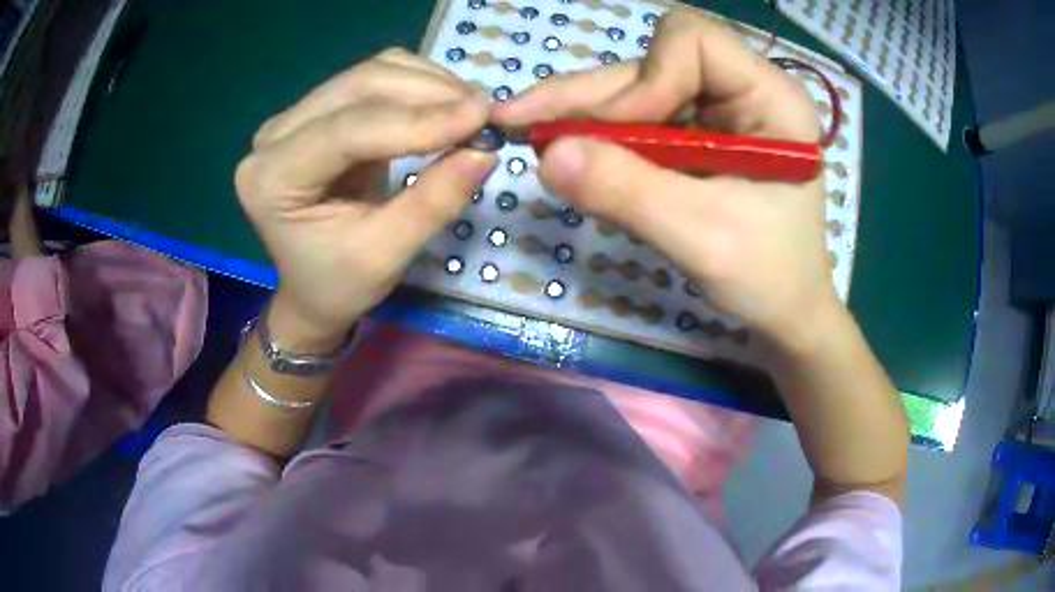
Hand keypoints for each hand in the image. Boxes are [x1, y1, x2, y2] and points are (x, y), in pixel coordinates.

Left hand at [236, 48, 495, 346]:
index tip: (482, 119)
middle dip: (429, 93)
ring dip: (428, 84)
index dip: (417, 120)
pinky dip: (418, 86)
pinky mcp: (318, 111)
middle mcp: (274, 136)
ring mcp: (294, 117)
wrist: (312, 288)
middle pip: (359, 86)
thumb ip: (433, 201)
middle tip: (485, 115)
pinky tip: (445, 107)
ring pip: (370, 73)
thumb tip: (486, 150)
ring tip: (471, 112)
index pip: (347, 130)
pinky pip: (374, 80)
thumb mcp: (386, 255)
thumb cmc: (339, 284)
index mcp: (271, 179)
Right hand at [494, 11, 834, 350]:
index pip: (693, 42)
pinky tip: (563, 152)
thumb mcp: (703, 239)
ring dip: (581, 114)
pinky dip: (597, 136)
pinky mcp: (695, 135)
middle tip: (517, 121)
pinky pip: (636, 120)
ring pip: (635, 89)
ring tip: (525, 133)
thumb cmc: (768, 279)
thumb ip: (629, 193)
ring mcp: (717, 111)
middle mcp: (742, 90)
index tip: (617, 136)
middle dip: (589, 96)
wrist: (783, 311)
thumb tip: (547, 156)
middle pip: (652, 63)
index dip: (646, 79)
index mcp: (771, 98)